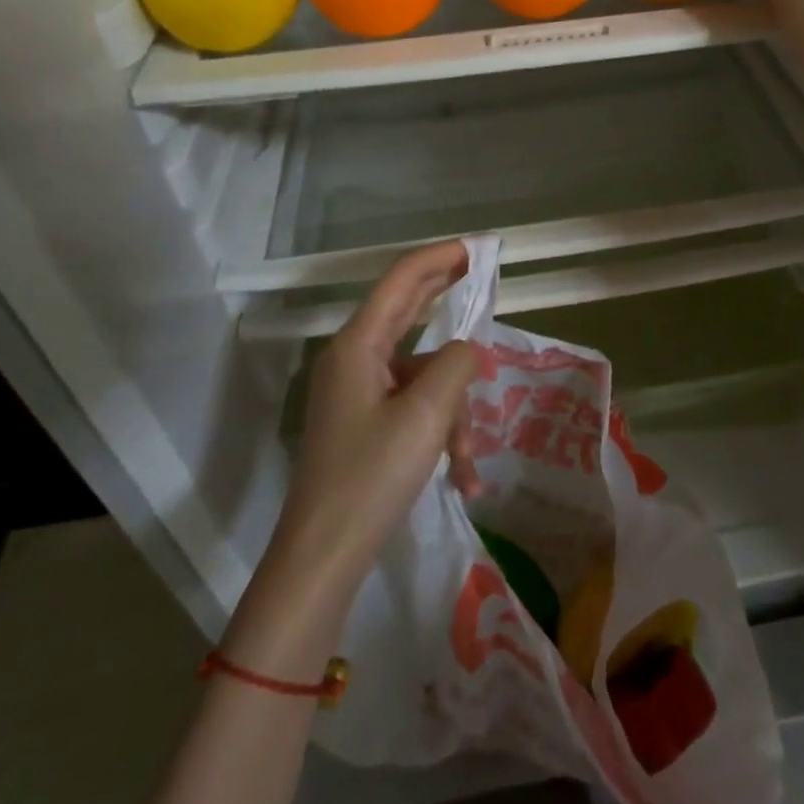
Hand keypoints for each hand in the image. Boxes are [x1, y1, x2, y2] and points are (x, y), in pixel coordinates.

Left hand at [273, 241, 482, 593]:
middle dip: (445, 297)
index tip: (473, 247)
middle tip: (480, 274)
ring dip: (453, 409)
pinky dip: (439, 432)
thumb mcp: (427, 414)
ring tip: (468, 460)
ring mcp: (359, 393)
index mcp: (358, 346)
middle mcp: (355, 360)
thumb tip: (469, 350)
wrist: (323, 557)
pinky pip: (413, 408)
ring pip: (422, 376)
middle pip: (406, 311)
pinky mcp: (365, 423)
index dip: (438, 258)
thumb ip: (457, 364)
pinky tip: (461, 476)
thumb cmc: (373, 476)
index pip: (401, 280)